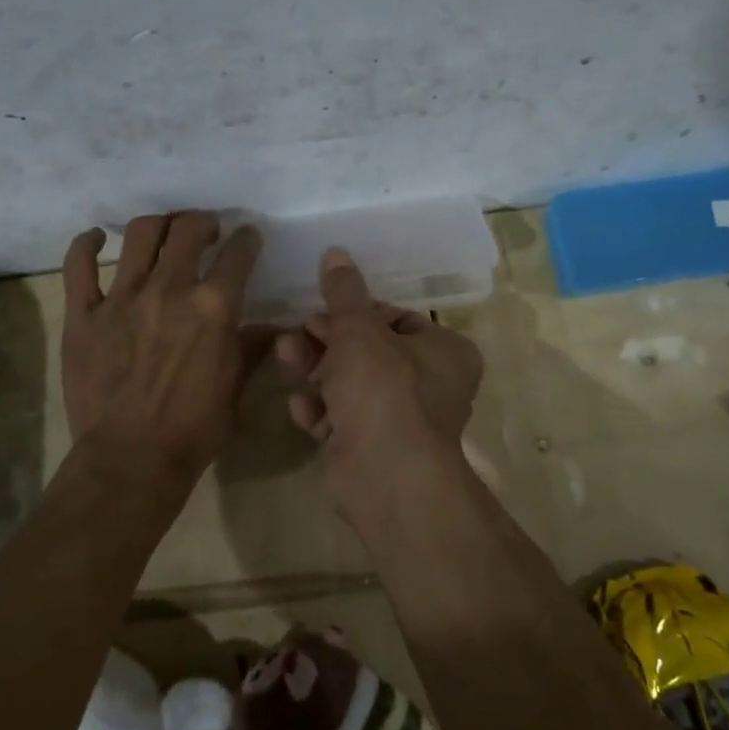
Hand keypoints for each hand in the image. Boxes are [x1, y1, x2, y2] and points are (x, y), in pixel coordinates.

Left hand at [61, 211, 264, 477]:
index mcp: (213, 307)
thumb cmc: (194, 428)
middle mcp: (170, 290)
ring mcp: (122, 298)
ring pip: (140, 234)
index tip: (247, 238)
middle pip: (188, 229)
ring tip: (164, 232)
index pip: (238, 253)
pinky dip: (87, 244)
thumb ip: (252, 347)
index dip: (247, 239)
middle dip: (204, 221)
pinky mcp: (84, 313)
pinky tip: (98, 238)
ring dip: (159, 224)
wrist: (131, 460)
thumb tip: (273, 326)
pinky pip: (79, 265)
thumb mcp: (235, 387)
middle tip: (206, 231)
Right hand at [274, 247, 483, 510]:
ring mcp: (400, 420)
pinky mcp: (372, 448)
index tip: (322, 308)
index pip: (395, 318)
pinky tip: (300, 408)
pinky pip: (342, 419)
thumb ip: (344, 293)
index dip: (355, 312)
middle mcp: (430, 384)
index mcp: (444, 350)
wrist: (386, 477)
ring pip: (350, 385)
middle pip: (368, 351)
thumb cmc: (383, 390)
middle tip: (295, 333)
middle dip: (326, 341)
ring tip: (284, 357)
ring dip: (316, 371)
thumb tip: (336, 252)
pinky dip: (321, 411)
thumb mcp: (359, 331)